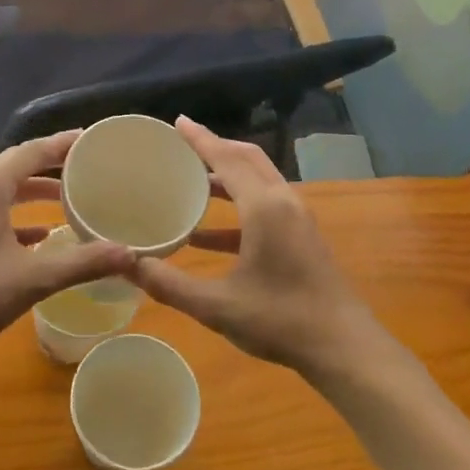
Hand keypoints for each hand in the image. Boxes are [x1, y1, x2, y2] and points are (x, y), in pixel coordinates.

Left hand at [0, 131, 133, 372]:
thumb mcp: (31, 279)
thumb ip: (81, 263)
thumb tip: (131, 254)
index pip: (32, 151)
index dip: (64, 144)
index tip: (94, 140)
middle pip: (19, 166)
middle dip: (54, 165)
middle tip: (90, 167)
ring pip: (6, 190)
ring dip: (37, 192)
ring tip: (73, 199)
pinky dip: (21, 217)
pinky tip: (43, 236)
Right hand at [133, 118, 380, 375]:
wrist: (343, 347)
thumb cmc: (279, 320)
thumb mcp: (216, 305)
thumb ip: (168, 284)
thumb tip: (126, 264)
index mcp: (264, 207)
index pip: (227, 158)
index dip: (200, 139)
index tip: (177, 122)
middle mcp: (283, 202)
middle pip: (246, 159)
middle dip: (215, 148)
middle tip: (181, 146)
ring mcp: (297, 218)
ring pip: (258, 181)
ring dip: (226, 177)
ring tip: (190, 183)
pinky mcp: (302, 236)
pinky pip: (265, 206)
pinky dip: (237, 208)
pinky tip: (206, 236)